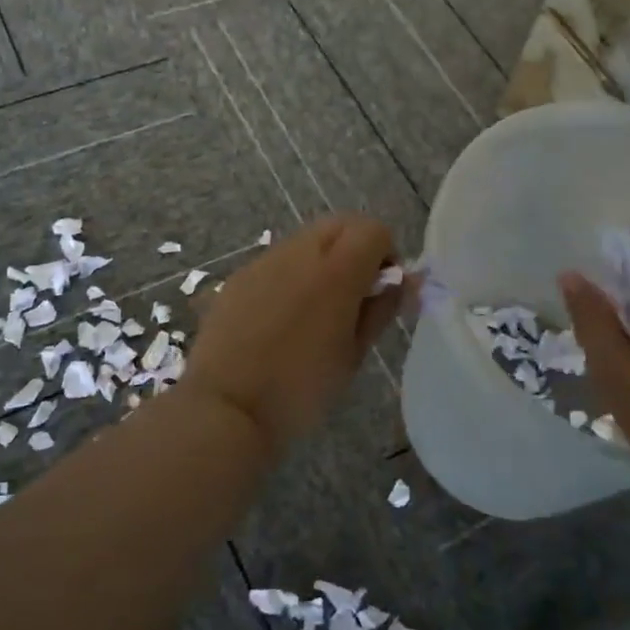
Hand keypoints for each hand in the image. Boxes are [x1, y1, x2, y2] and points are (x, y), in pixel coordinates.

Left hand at [181, 215, 402, 448]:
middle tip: (355, 294)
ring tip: (316, 308)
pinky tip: (281, 318)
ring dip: (323, 259)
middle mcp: (299, 252)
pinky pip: (276, 260)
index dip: (386, 253)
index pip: (374, 230)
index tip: (382, 290)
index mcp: (336, 270)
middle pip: (340, 223)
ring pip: (306, 239)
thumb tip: (403, 282)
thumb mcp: (353, 354)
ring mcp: (264, 261)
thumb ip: (381, 309)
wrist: (226, 405)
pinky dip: (291, 274)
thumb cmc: (301, 388)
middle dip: (356, 247)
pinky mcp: (238, 276)